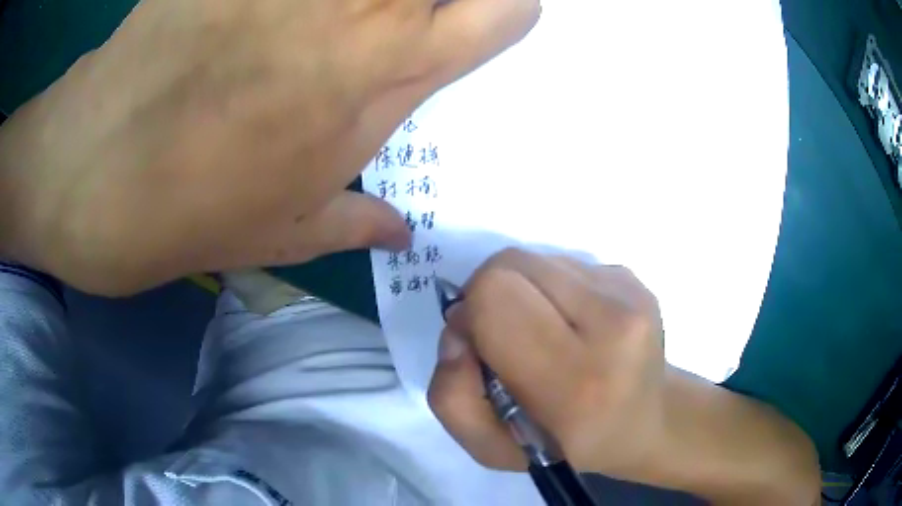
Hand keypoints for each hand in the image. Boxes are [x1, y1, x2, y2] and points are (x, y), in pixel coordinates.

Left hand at [0, 0, 539, 295]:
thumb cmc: (173, 216)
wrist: (80, 177)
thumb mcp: (272, 238)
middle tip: (416, 13)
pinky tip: (280, 16)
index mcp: (376, 83)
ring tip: (339, 22)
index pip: (495, 15)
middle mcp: (355, 14)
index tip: (500, 9)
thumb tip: (403, 235)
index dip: (510, 5)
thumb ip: (351, 220)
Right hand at [428, 248, 666, 477]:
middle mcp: (613, 324)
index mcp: (577, 381)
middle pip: (510, 264)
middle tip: (502, 337)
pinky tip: (570, 323)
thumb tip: (458, 330)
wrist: (646, 420)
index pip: (495, 296)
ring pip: (535, 259)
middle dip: (488, 294)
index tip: (478, 345)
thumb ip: (452, 397)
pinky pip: (564, 263)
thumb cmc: (566, 445)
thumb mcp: (494, 449)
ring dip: (521, 290)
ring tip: (542, 332)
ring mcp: (630, 293)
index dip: (471, 314)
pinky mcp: (634, 277)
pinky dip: (550, 288)